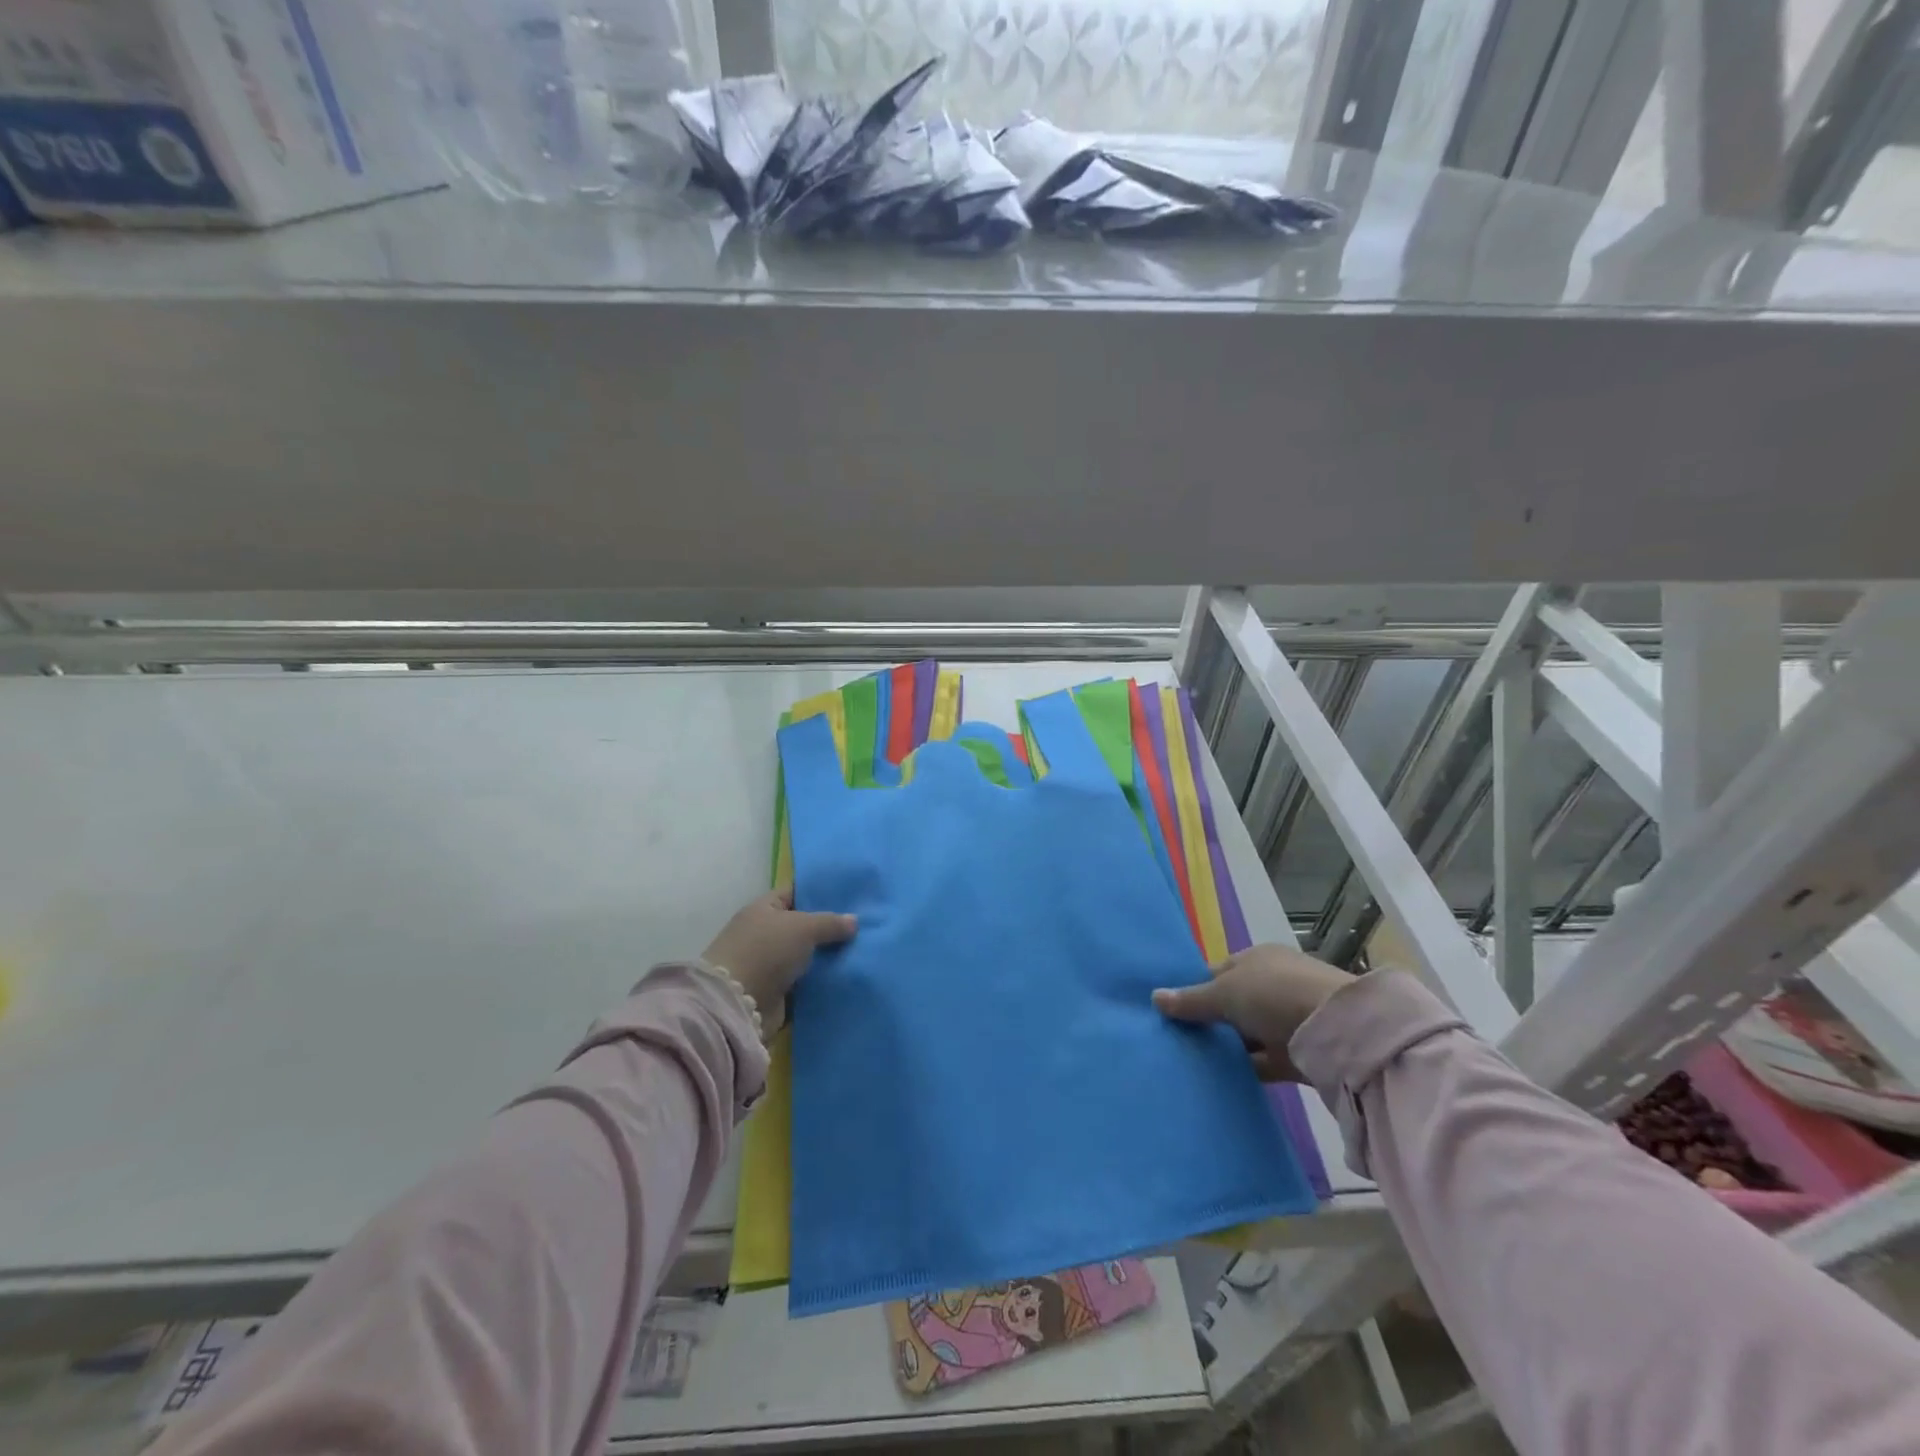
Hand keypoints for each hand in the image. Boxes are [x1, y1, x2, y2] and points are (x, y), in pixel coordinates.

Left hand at [702, 888, 856, 1034]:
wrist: (738, 1004)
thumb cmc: (766, 951)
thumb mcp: (803, 927)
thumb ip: (830, 923)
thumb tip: (854, 921)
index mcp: (764, 909)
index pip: (794, 893)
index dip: (819, 892)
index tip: (849, 895)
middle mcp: (765, 934)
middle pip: (803, 926)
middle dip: (829, 928)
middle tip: (864, 925)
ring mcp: (770, 964)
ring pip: (807, 956)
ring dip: (828, 958)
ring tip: (863, 951)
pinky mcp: (777, 992)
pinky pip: (806, 983)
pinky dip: (822, 982)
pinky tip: (849, 977)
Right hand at [1152, 945, 1352, 1081]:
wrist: (1339, 1031)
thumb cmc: (1275, 995)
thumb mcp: (1225, 992)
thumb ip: (1191, 1000)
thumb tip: (1154, 997)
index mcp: (1258, 959)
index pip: (1218, 972)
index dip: (1195, 989)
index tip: (1170, 1011)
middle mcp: (1273, 985)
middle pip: (1232, 1003)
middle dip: (1209, 1021)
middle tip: (1176, 1039)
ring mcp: (1288, 1019)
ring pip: (1247, 1034)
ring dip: (1227, 1047)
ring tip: (1190, 1062)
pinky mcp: (1299, 1054)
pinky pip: (1263, 1061)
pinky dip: (1245, 1068)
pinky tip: (1219, 1079)